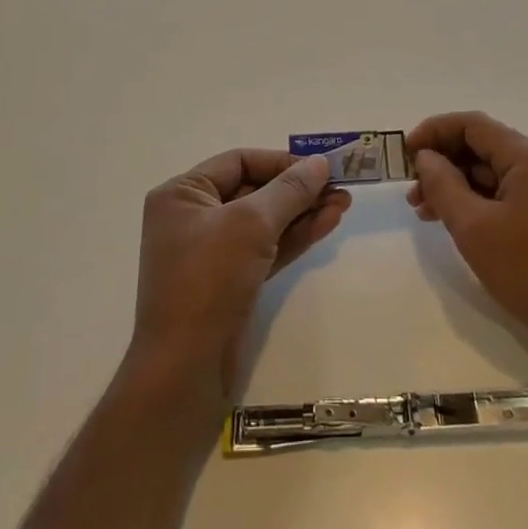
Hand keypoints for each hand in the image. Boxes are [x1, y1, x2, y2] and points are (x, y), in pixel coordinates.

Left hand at [130, 149, 350, 401]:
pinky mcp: (231, 282)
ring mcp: (212, 252)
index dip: (281, 161)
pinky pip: (267, 248)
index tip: (321, 167)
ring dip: (303, 212)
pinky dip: (295, 236)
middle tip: (340, 186)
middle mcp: (194, 218)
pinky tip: (327, 224)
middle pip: (254, 190)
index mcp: (183, 194)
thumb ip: (289, 189)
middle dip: (298, 189)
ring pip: (265, 221)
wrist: (186, 368)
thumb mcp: (251, 223)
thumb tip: (320, 162)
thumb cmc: (209, 279)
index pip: (238, 161)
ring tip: (344, 204)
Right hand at [406, 112, 527, 367]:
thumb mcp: (473, 227)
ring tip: (424, 211)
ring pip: (495, 171)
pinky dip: (479, 199)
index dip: (434, 132)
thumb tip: (425, 157)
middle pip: (484, 146)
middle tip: (411, 190)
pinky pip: (509, 191)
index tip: (404, 154)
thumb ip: (443, 184)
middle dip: (443, 162)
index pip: (474, 125)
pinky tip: (455, 220)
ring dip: (457, 184)